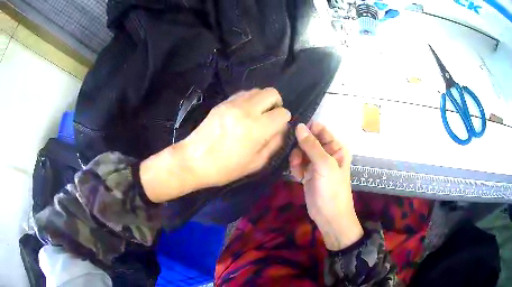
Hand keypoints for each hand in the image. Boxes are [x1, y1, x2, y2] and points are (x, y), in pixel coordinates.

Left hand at [141, 88, 290, 202]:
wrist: (194, 160)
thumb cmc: (225, 168)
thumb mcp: (256, 163)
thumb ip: (273, 144)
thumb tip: (281, 129)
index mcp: (257, 128)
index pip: (283, 113)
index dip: (284, 120)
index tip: (277, 128)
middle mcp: (247, 110)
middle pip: (272, 93)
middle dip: (276, 103)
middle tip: (270, 117)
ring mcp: (233, 104)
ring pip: (257, 90)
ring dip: (262, 100)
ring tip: (256, 115)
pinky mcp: (222, 103)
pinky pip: (243, 93)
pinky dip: (249, 100)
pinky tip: (243, 113)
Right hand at [289, 122, 362, 250]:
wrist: (329, 216)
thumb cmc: (332, 189)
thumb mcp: (324, 165)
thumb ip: (311, 145)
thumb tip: (299, 125)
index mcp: (335, 147)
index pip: (320, 130)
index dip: (307, 129)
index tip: (294, 133)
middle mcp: (326, 153)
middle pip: (307, 140)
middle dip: (299, 147)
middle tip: (297, 158)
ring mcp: (316, 164)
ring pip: (300, 152)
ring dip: (296, 158)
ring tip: (297, 169)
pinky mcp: (308, 174)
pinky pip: (298, 164)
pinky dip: (295, 168)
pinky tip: (297, 176)